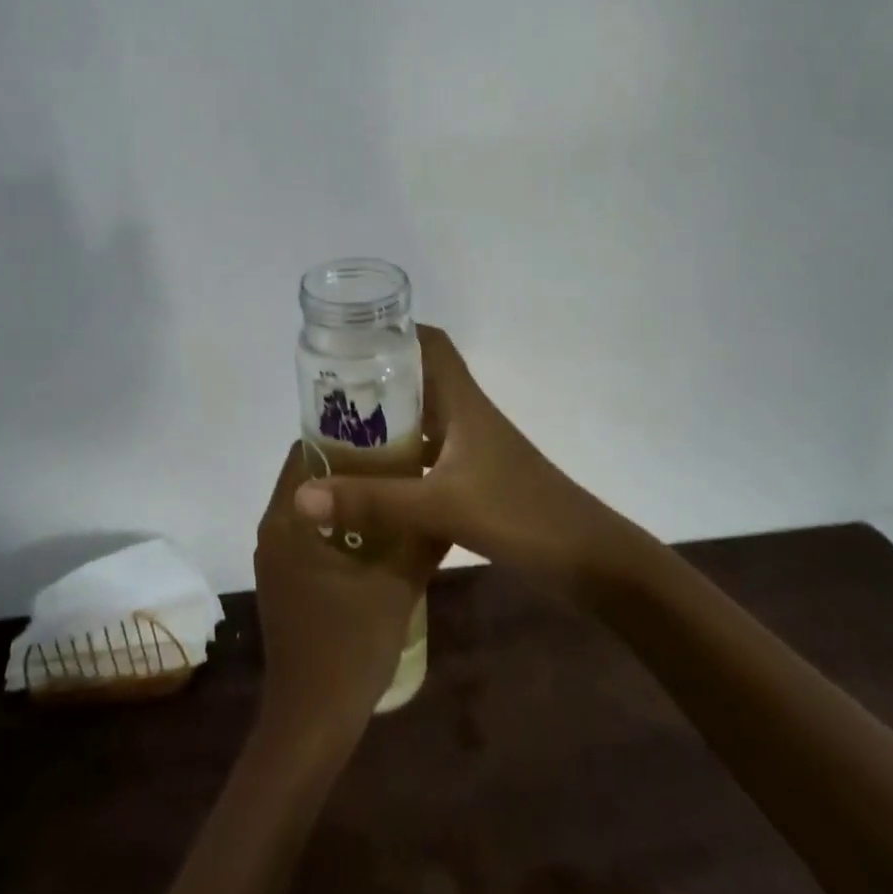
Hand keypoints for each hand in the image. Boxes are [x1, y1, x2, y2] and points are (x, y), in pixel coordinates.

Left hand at [253, 443, 439, 742]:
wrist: (312, 721)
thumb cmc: (349, 647)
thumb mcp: (397, 586)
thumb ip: (422, 539)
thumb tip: (450, 503)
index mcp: (289, 520)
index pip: (307, 450)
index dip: (344, 433)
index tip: (383, 426)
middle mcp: (273, 529)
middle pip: (308, 474)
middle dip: (350, 461)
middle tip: (398, 452)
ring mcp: (275, 557)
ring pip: (310, 504)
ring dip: (346, 493)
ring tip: (394, 483)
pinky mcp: (284, 579)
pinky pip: (309, 530)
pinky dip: (338, 521)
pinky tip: (378, 530)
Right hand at [292, 325, 615, 589]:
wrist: (590, 561)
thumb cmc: (520, 514)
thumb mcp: (441, 506)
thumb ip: (374, 500)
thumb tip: (302, 494)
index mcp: (464, 402)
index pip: (431, 344)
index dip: (395, 332)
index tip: (350, 338)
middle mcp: (468, 417)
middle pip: (420, 380)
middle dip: (377, 380)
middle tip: (328, 392)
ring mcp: (475, 450)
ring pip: (424, 420)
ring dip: (387, 421)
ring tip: (338, 432)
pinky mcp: (478, 480)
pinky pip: (430, 456)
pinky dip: (402, 459)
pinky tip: (374, 481)